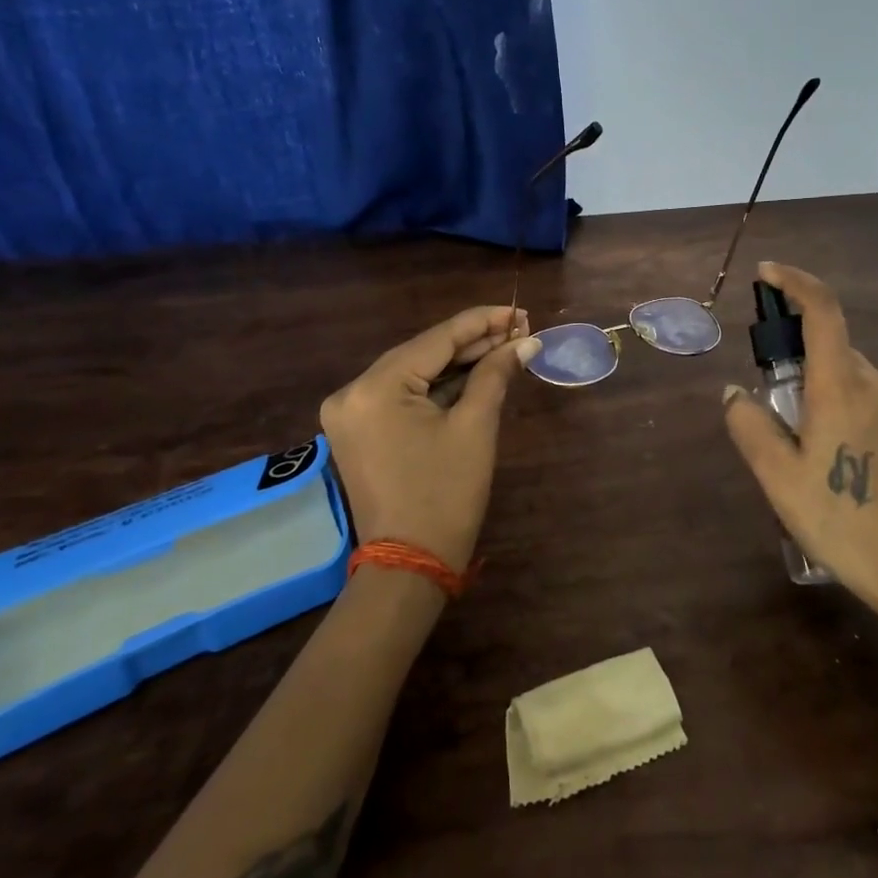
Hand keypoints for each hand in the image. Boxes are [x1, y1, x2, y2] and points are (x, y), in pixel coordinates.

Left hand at [321, 305, 539, 570]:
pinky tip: (474, 374)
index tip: (519, 311)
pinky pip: (403, 395)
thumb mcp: (476, 427)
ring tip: (505, 347)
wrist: (410, 566)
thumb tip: (527, 342)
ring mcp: (351, 413)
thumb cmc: (446, 494)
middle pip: (423, 353)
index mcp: (375, 387)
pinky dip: (438, 387)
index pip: (437, 339)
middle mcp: (352, 392)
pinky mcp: (359, 431)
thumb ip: (496, 373)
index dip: (482, 322)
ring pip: (414, 373)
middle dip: (473, 342)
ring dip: (458, 364)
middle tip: (519, 330)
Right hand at [722, 262, 877, 626]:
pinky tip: (845, 468)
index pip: (822, 311)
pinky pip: (875, 408)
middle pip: (834, 352)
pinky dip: (851, 417)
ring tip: (809, 456)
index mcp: (842, 386)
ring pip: (854, 383)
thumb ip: (749, 426)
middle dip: (800, 369)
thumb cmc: (840, 520)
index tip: (767, 275)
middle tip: (778, 419)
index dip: (795, 282)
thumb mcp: (778, 478)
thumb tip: (734, 393)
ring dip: (826, 398)